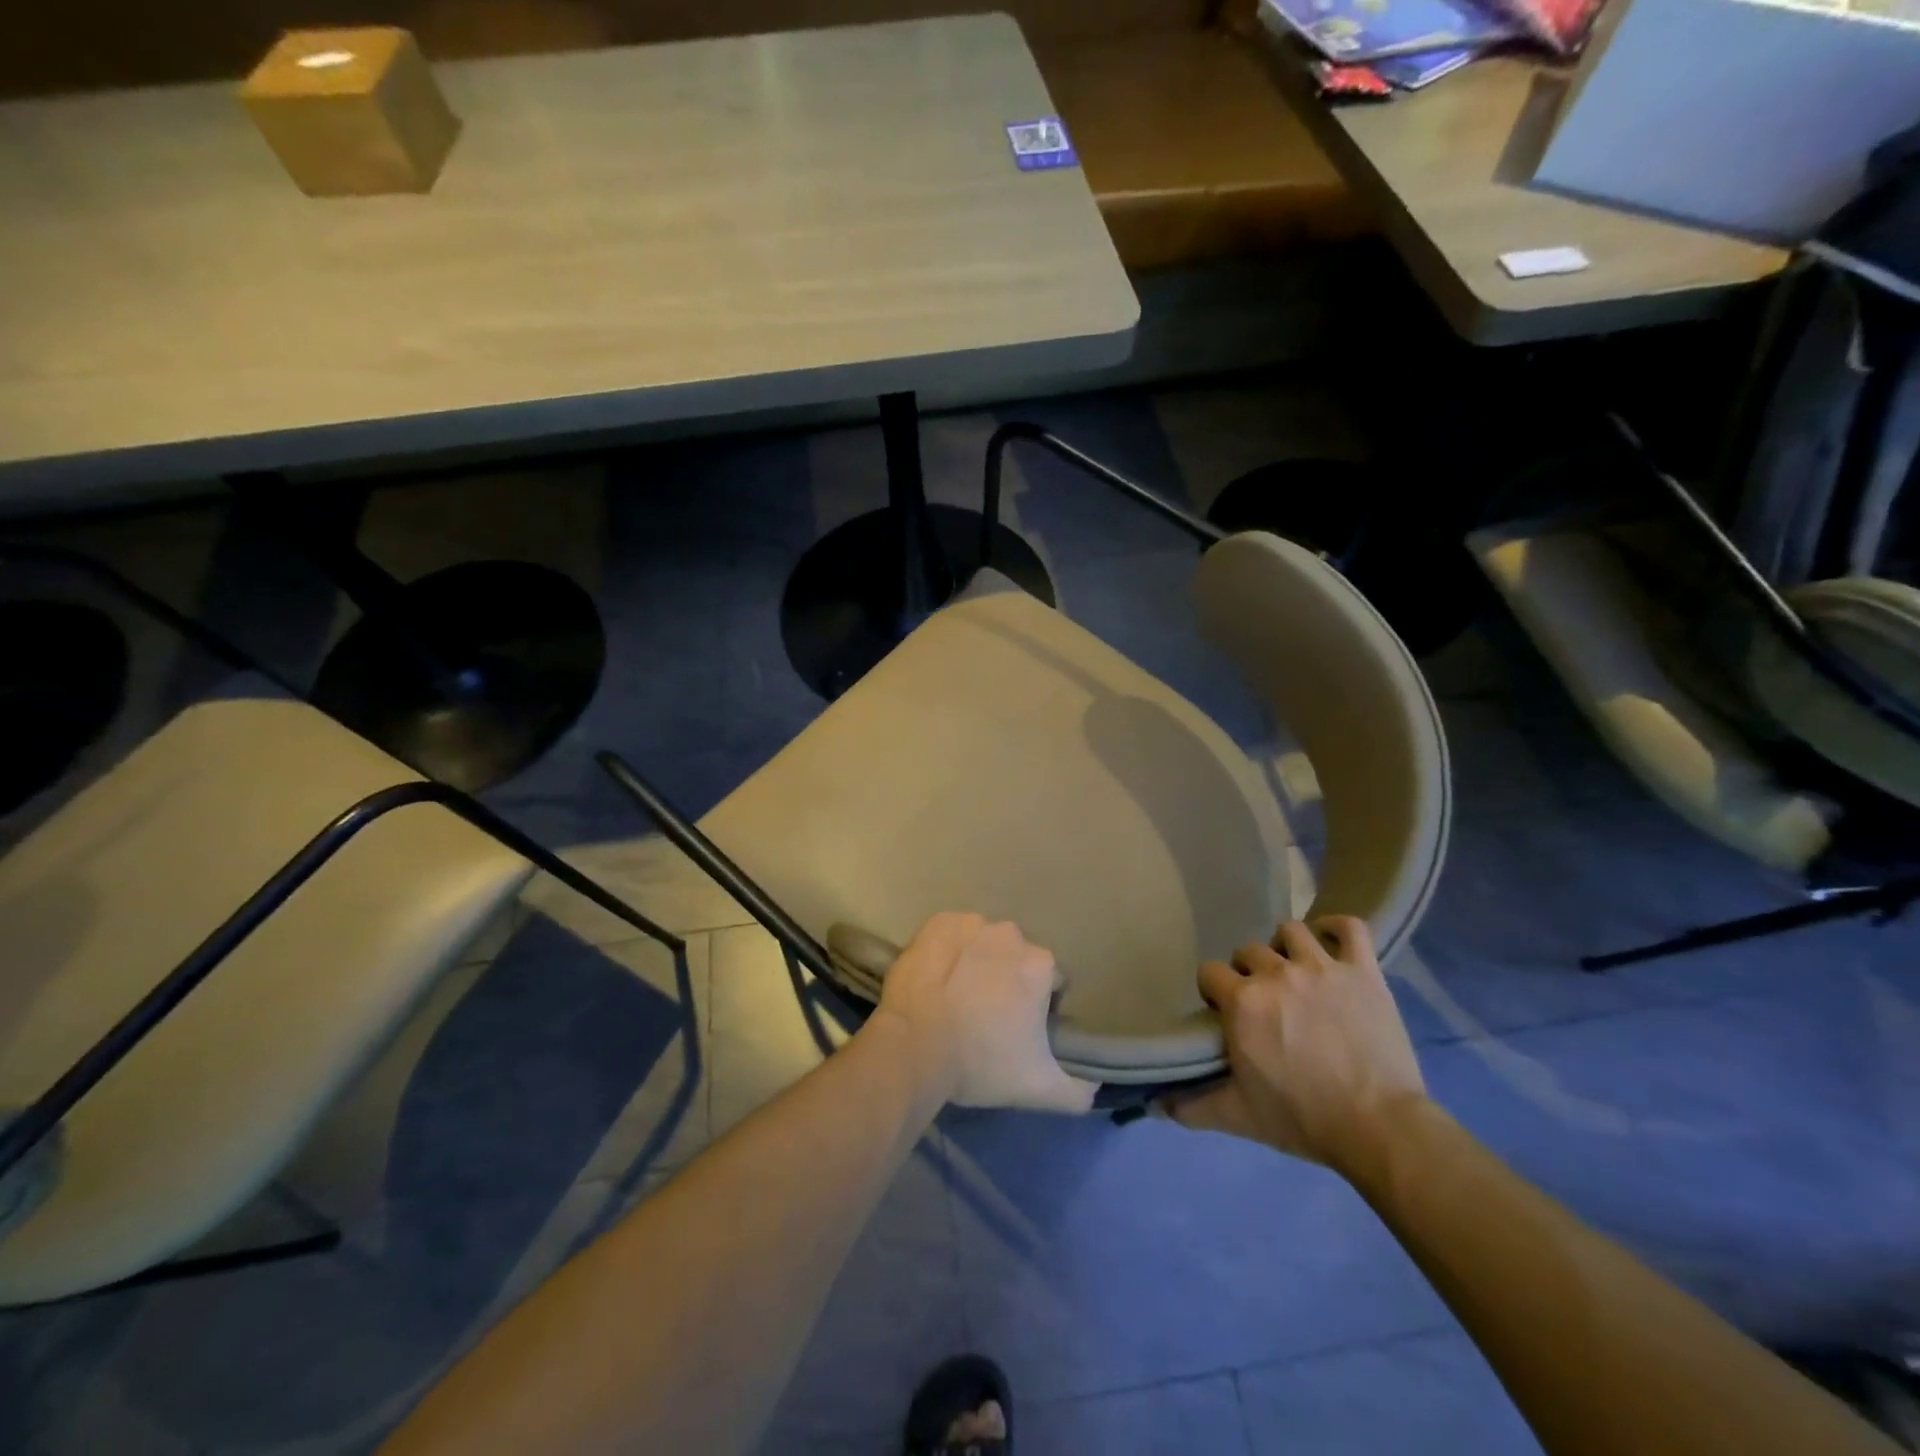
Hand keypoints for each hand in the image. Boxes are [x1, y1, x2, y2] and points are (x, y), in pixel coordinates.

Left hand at [870, 912, 1096, 1113]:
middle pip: (1017, 959)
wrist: (913, 1047)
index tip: (1020, 1029)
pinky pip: (952, 934)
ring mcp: (971, 924)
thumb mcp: (1039, 1089)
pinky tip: (938, 978)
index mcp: (1040, 965)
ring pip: (985, 943)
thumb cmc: (980, 1063)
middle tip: (988, 1014)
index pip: (1052, 982)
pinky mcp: (938, 923)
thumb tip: (1095, 1086)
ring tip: (958, 997)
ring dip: (979, 962)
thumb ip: (1078, 1091)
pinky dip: (950, 950)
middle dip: (1009, 980)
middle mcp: (1011, 934)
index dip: (1040, 1006)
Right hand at [1166, 917, 1426, 1173]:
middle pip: (1248, 950)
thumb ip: (1193, 1107)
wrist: (1379, 1128)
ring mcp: (1322, 967)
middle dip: (1249, 972)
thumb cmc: (1303, 1119)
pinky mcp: (1363, 971)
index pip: (1210, 972)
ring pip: (1291, 931)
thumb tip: (1156, 1106)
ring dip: (1286, 947)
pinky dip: (1337, 928)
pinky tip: (1330, 941)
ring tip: (1294, 970)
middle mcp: (1276, 973)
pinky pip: (1350, 928)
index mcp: (1242, 1001)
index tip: (1224, 1011)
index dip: (1214, 990)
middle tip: (1263, 1000)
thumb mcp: (1239, 1116)